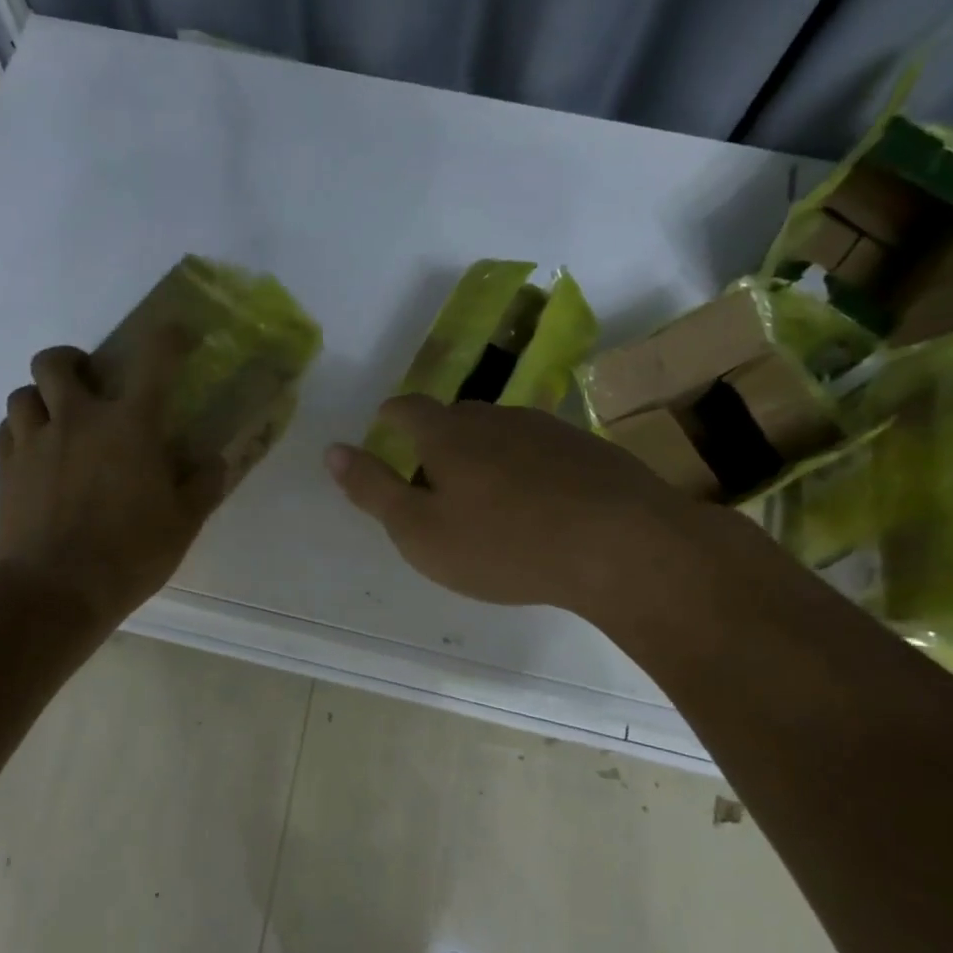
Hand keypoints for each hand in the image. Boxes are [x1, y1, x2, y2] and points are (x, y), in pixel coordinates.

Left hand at [0, 330, 225, 625]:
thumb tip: (216, 461)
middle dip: (72, 362)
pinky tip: (36, 456)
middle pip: (56, 361)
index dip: (168, 337)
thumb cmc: (129, 555)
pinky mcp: (3, 470)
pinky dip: (22, 432)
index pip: (154, 360)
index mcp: (129, 426)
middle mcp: (77, 419)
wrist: (53, 591)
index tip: (178, 333)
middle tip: (89, 385)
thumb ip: (202, 485)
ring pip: (22, 394)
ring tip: (58, 423)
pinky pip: (6, 431)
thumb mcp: (183, 524)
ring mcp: (33, 442)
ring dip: (42, 399)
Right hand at [325, 396, 713, 618]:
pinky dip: (525, 468)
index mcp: (447, 433)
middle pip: (454, 417)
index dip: (391, 416)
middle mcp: (495, 417)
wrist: (620, 544)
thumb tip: (332, 450)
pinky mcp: (587, 449)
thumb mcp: (420, 531)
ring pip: (500, 432)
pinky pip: (540, 450)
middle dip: (436, 439)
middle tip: (432, 477)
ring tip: (485, 494)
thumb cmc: (503, 544)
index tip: (385, 428)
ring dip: (483, 454)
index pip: (407, 408)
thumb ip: (372, 489)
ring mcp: (546, 428)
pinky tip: (537, 502)